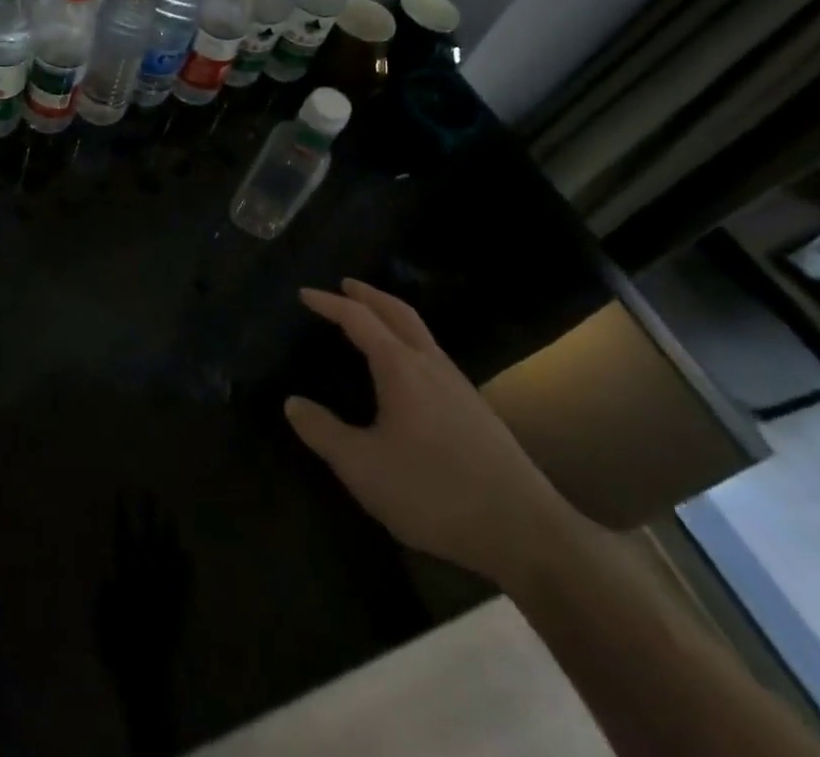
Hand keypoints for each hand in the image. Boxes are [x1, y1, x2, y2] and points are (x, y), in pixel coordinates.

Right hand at [284, 279, 589, 585]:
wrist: (527, 534)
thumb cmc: (435, 492)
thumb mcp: (363, 467)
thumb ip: (323, 432)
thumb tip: (292, 403)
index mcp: (401, 367)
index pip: (358, 318)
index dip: (329, 303)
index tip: (304, 294)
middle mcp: (431, 364)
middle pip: (398, 312)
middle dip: (369, 295)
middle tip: (345, 285)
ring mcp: (459, 386)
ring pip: (421, 333)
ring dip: (392, 316)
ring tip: (372, 321)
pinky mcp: (477, 412)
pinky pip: (434, 356)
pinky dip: (410, 342)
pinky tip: (407, 372)